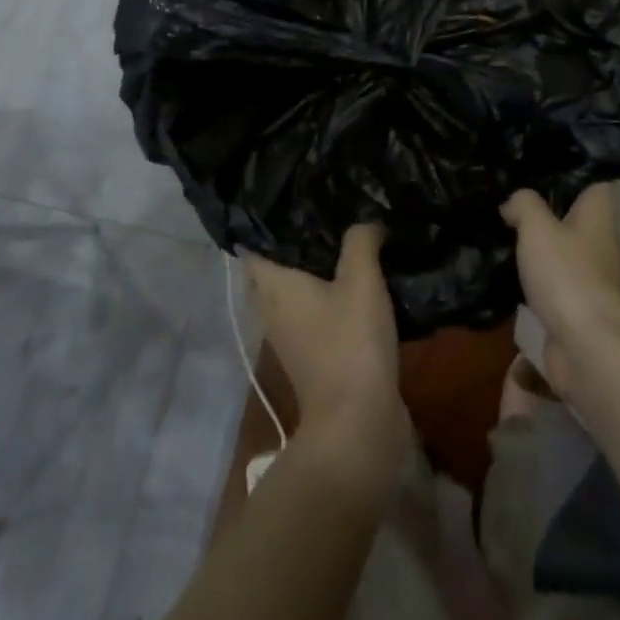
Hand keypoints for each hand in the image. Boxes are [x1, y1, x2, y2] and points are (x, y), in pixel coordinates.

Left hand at [243, 224, 406, 491]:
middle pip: (274, 268)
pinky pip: (312, 311)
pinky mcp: (311, 354)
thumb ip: (360, 240)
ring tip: (344, 241)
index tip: (289, 197)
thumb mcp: (361, 279)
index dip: (265, 222)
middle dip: (294, 243)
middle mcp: (271, 309)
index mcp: (273, 286)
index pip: (253, 245)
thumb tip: (366, 221)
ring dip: (313, 270)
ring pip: (294, 291)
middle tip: (324, 212)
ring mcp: (289, 336)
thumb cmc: (350, 342)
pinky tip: (356, 282)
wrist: (357, 422)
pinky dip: (326, 295)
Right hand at [503, 184, 619, 397]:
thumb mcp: (537, 228)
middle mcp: (603, 244)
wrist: (590, 350)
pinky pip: (556, 286)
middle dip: (546, 211)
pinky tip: (510, 278)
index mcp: (599, 216)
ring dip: (540, 249)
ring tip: (503, 235)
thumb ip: (523, 204)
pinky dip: (537, 283)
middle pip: (576, 217)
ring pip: (564, 253)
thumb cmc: (568, 276)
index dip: (569, 169)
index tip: (537, 164)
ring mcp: (594, 280)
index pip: (593, 180)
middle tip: (508, 200)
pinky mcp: (581, 311)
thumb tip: (513, 203)